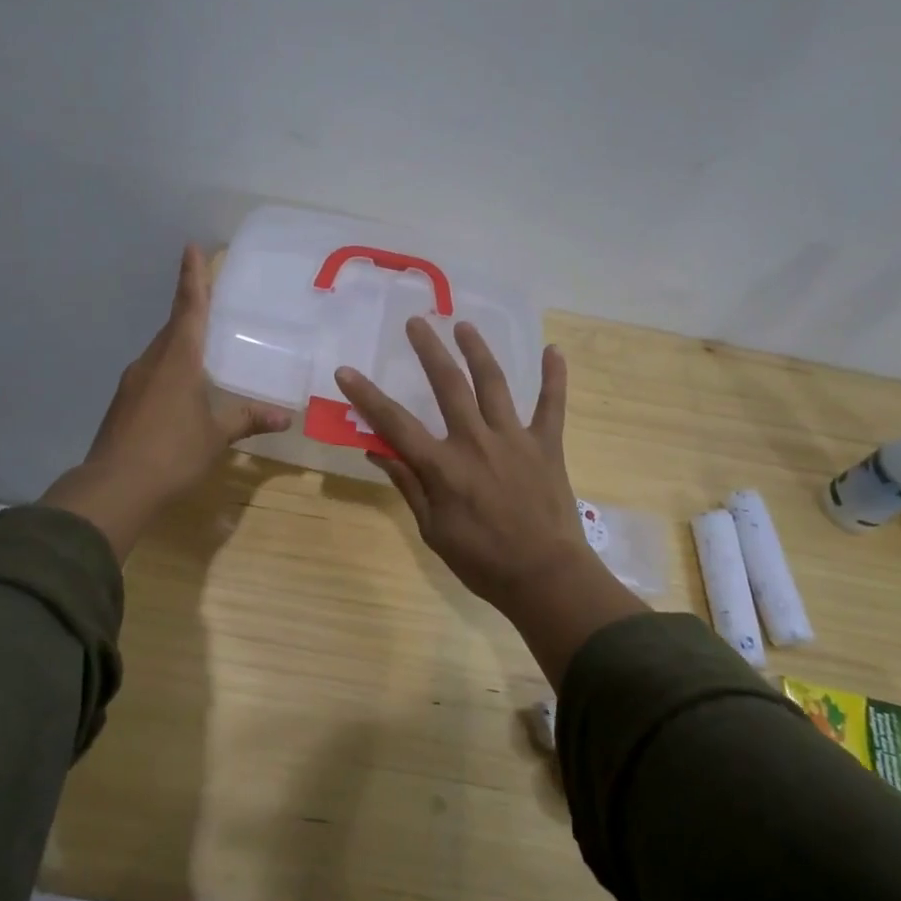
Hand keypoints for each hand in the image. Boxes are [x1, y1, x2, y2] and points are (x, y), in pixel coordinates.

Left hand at [41, 245, 291, 557]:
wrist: (114, 487)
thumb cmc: (172, 453)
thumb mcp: (215, 436)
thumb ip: (246, 420)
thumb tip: (284, 416)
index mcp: (178, 360)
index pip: (189, 308)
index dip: (193, 278)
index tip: (191, 247)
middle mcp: (152, 362)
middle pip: (174, 326)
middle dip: (190, 308)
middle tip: (209, 296)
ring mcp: (133, 382)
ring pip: (161, 351)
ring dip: (180, 342)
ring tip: (202, 345)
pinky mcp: (124, 403)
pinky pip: (152, 373)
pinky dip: (169, 369)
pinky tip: (181, 388)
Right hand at [336, 319, 648, 685]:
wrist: (545, 578)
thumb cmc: (482, 561)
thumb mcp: (432, 530)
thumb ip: (407, 485)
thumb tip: (376, 451)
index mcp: (443, 466)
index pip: (395, 423)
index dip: (367, 396)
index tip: (346, 371)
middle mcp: (475, 441)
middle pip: (448, 385)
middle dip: (429, 350)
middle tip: (416, 322)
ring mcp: (514, 438)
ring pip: (494, 383)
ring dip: (477, 351)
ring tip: (464, 325)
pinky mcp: (546, 444)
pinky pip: (552, 405)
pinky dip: (554, 377)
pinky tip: (554, 350)